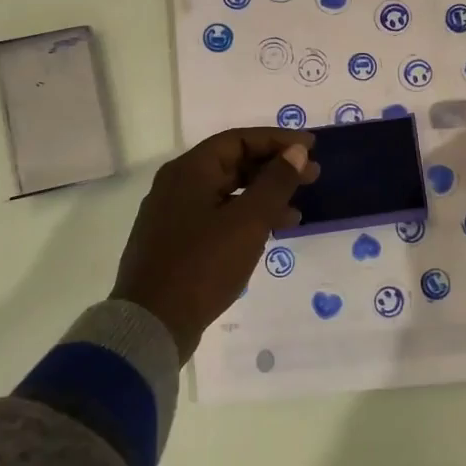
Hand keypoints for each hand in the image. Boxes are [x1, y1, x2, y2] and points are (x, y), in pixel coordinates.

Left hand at [111, 128, 318, 359]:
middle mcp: (177, 185)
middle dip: (274, 169)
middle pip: (233, 164)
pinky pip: (218, 216)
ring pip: (227, 193)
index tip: (311, 148)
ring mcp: (173, 215)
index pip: (239, 140)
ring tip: (298, 210)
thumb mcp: (248, 221)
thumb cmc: (203, 265)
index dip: (278, 140)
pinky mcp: (176, 243)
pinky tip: (269, 233)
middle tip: (313, 176)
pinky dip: (246, 218)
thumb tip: (297, 152)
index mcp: (189, 171)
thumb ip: (276, 182)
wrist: (152, 325)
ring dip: (264, 196)